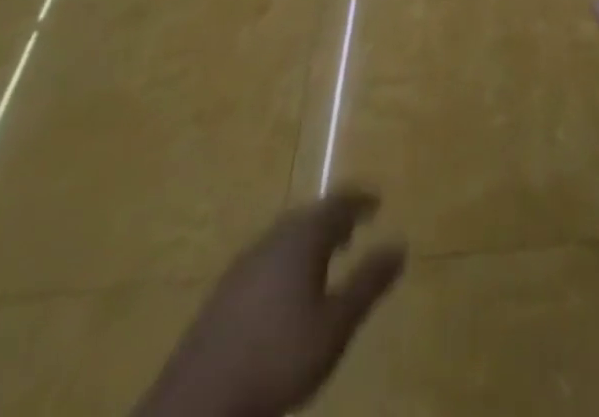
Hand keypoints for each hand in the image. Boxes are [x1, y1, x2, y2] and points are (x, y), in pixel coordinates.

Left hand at [136, 192, 405, 416]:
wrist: (198, 402)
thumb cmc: (278, 358)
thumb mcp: (336, 325)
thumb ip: (368, 283)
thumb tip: (400, 246)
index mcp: (303, 238)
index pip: (337, 203)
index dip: (360, 200)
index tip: (377, 202)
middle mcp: (274, 238)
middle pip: (309, 215)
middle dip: (333, 219)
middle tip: (353, 230)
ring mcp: (244, 264)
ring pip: (285, 237)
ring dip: (309, 240)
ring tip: (326, 258)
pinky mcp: (224, 292)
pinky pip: (267, 257)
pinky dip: (287, 259)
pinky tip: (287, 290)